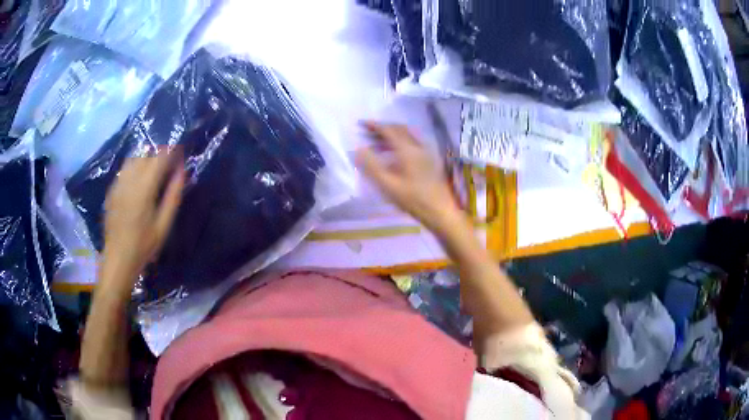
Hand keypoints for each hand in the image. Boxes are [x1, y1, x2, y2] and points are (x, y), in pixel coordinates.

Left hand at [101, 150, 184, 294]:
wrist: (118, 259)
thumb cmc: (144, 246)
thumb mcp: (164, 225)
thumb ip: (173, 196)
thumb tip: (182, 171)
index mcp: (144, 189)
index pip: (159, 158)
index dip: (171, 151)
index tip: (181, 153)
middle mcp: (129, 180)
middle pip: (146, 154)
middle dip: (159, 154)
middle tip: (169, 163)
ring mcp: (118, 184)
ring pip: (134, 158)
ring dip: (146, 157)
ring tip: (154, 168)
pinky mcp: (112, 190)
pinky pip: (124, 169)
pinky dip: (134, 166)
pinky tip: (139, 179)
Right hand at [356, 122, 461, 232]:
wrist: (440, 211)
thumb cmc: (412, 199)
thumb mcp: (387, 184)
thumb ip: (371, 165)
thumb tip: (358, 149)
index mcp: (407, 150)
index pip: (388, 130)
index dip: (374, 125)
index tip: (361, 124)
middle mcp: (418, 146)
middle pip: (399, 129)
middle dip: (382, 128)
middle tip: (367, 133)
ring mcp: (426, 152)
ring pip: (407, 136)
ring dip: (391, 136)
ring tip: (376, 145)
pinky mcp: (430, 160)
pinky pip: (412, 143)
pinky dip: (400, 143)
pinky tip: (393, 156)